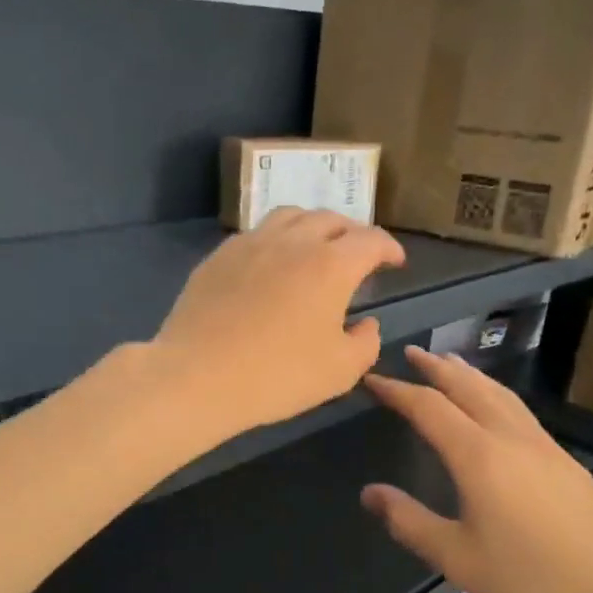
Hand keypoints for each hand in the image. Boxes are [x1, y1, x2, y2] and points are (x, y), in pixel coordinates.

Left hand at [149, 208, 405, 439]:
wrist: (198, 376)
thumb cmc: (277, 376)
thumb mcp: (340, 371)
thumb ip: (366, 342)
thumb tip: (367, 323)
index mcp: (331, 264)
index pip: (371, 240)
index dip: (389, 248)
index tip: (395, 262)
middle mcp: (293, 241)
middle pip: (331, 219)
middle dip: (352, 232)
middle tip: (357, 254)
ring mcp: (251, 244)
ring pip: (291, 216)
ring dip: (312, 226)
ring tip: (315, 247)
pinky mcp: (218, 257)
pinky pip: (256, 234)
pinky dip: (276, 239)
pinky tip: (271, 263)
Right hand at [361, 347, 592, 592]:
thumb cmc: (529, 581)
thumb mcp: (456, 558)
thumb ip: (409, 521)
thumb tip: (370, 493)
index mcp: (479, 456)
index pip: (429, 407)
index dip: (398, 390)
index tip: (373, 380)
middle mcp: (511, 438)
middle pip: (469, 387)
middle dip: (436, 368)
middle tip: (410, 353)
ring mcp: (544, 446)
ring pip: (500, 394)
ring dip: (469, 374)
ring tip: (449, 364)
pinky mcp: (566, 461)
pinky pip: (520, 410)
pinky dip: (494, 393)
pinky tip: (494, 406)